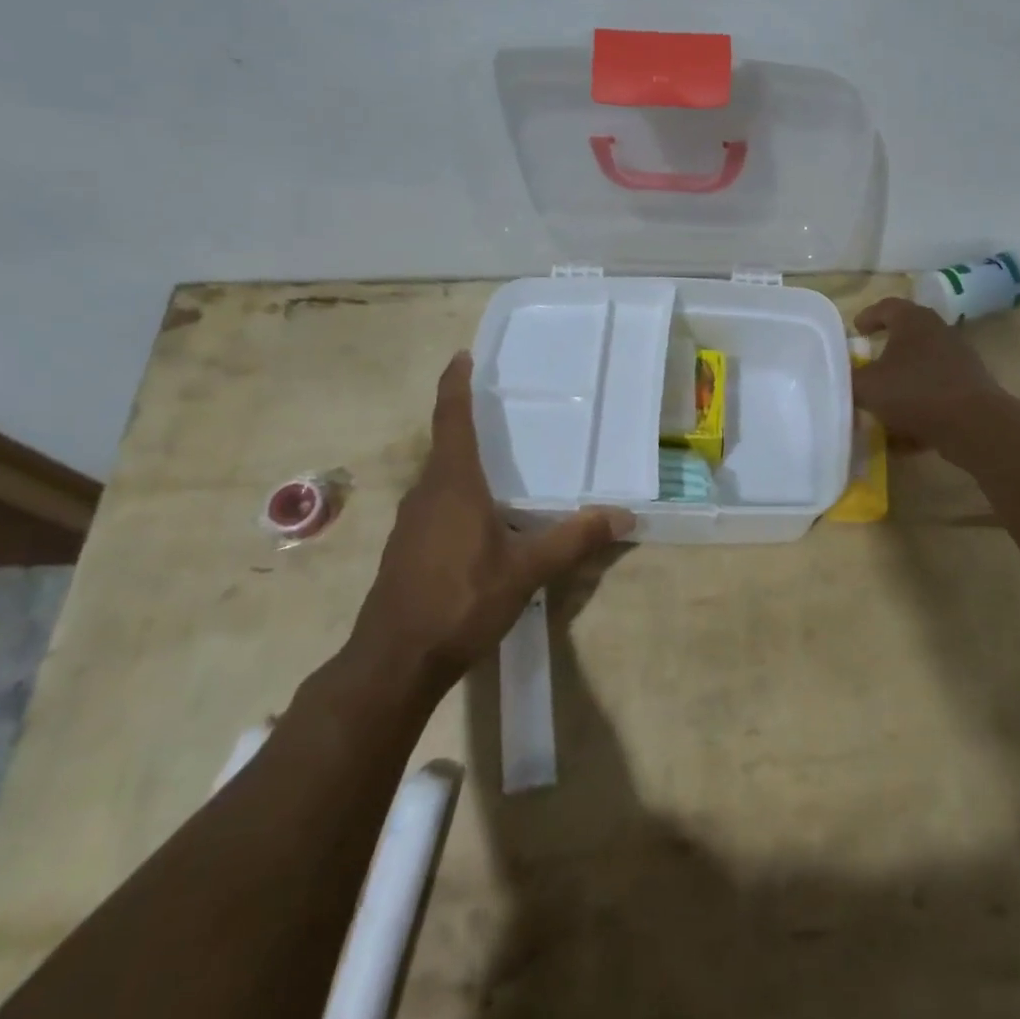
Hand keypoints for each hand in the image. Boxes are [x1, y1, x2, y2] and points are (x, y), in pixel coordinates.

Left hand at [351, 352, 633, 687]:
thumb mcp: (527, 570)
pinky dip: (460, 495)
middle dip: (470, 423)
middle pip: (446, 445)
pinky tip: (485, 519)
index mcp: (453, 484)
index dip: (455, 385)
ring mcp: (412, 523)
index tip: (461, 356)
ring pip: (441, 479)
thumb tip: (625, 515)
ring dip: (466, 463)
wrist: (394, 662)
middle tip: (504, 410)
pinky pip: (437, 505)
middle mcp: (426, 493)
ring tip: (503, 462)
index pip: (452, 419)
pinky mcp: (407, 549)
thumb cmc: (460, 601)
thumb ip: (575, 539)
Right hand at [851, 297, 1009, 450]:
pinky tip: (904, 435)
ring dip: (902, 383)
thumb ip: (848, 379)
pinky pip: (936, 394)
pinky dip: (919, 408)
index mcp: (913, 321)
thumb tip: (840, 375)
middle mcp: (939, 332)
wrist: (973, 424)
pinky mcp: (970, 387)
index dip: (868, 317)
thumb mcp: (867, 387)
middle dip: (886, 351)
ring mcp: (959, 360)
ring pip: (922, 367)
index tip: (856, 330)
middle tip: (867, 364)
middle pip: (907, 336)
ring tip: (883, 404)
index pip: (886, 306)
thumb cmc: (914, 392)